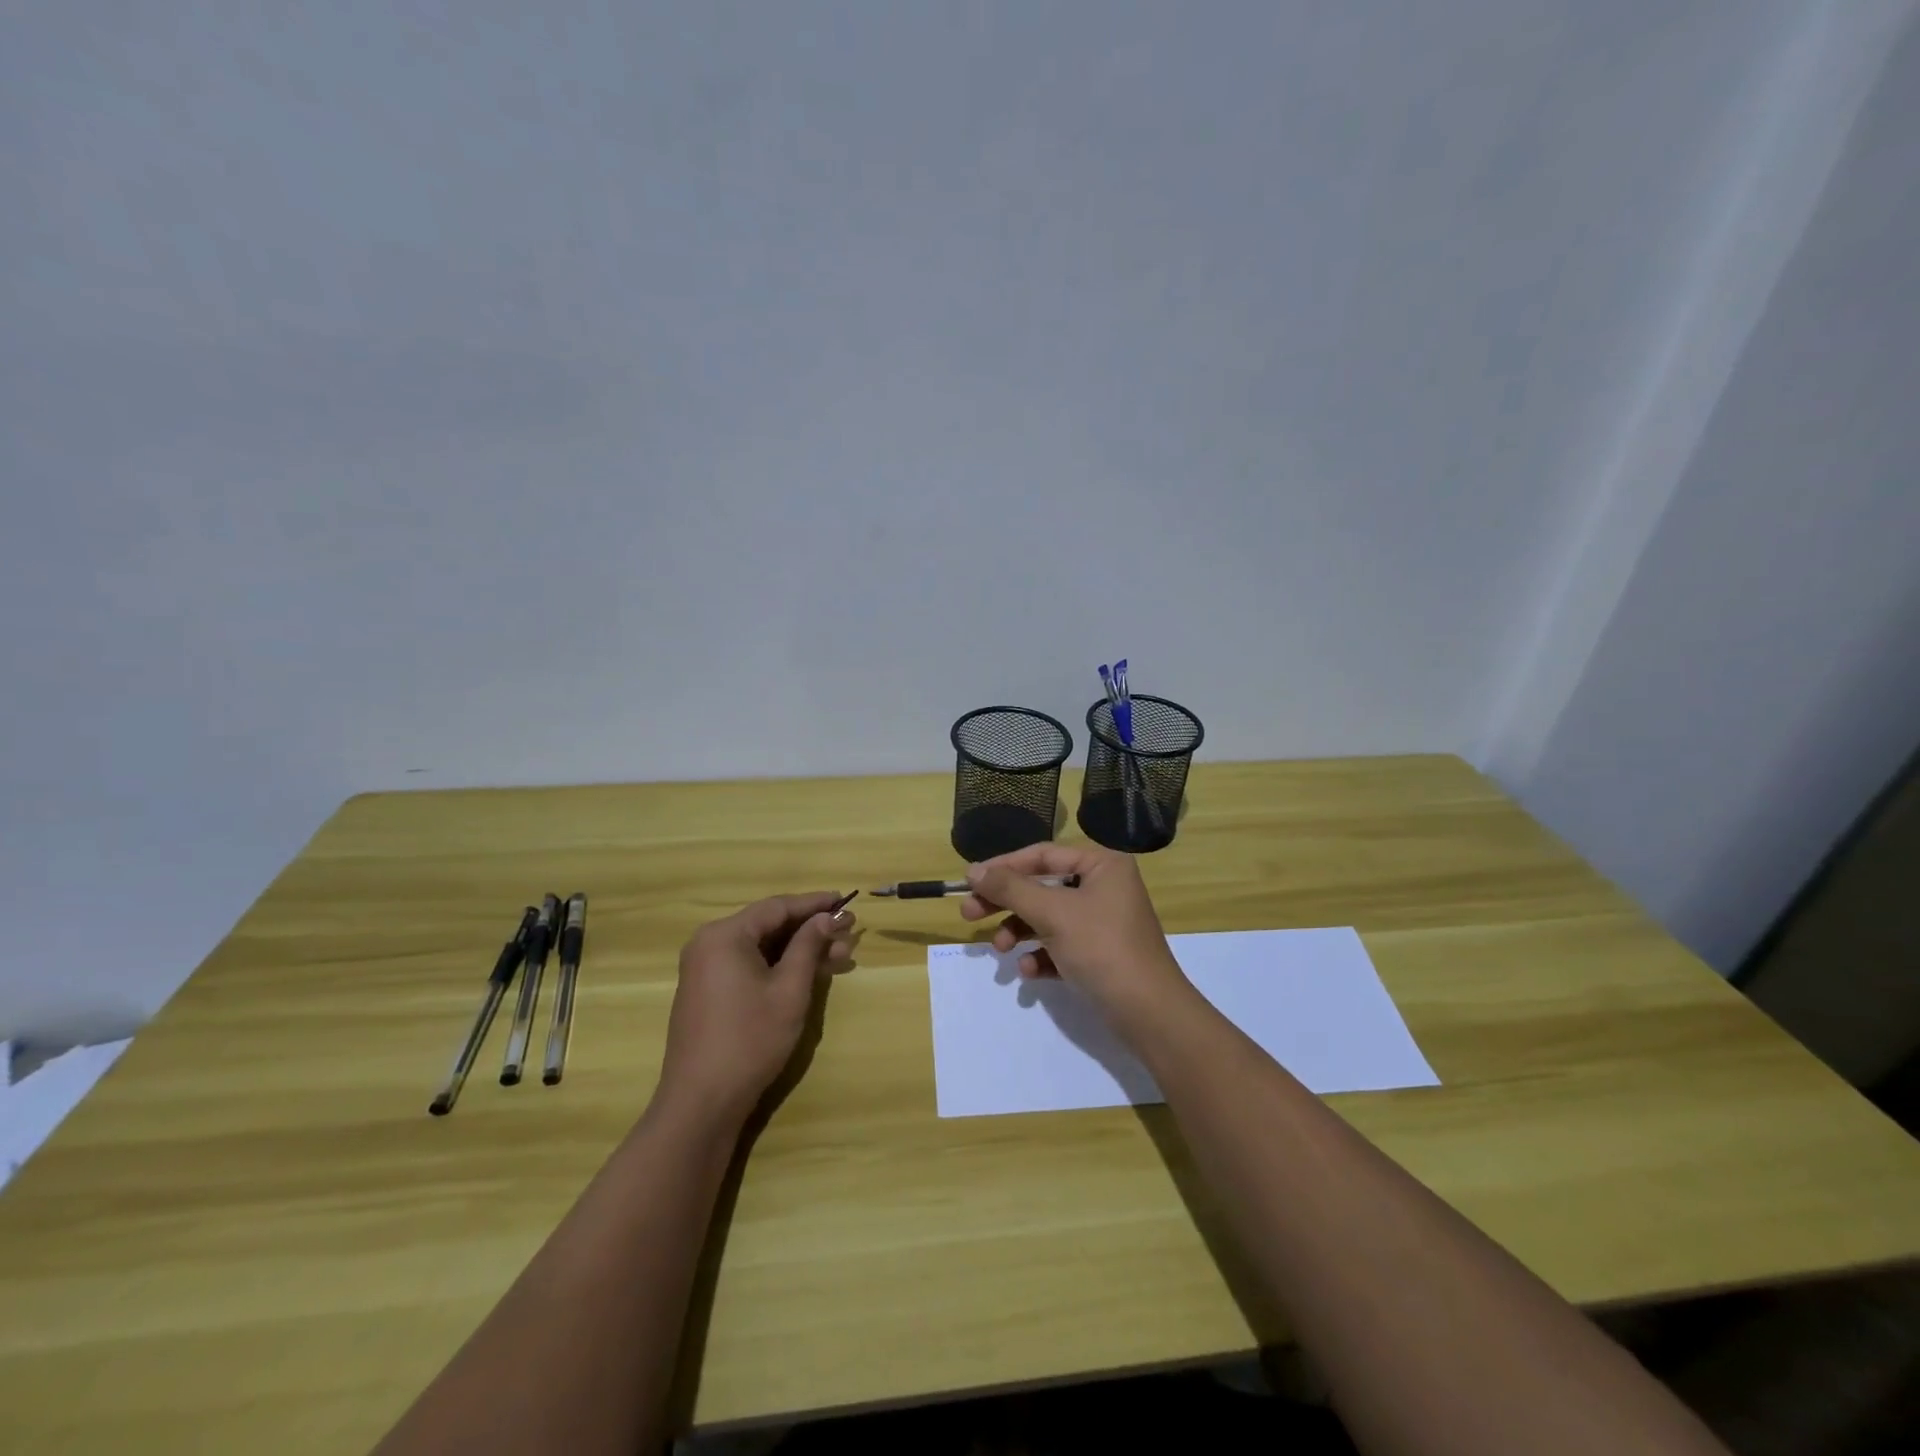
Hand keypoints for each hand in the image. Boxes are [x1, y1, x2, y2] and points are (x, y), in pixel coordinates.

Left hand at [658, 892, 855, 1126]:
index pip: (777, 907)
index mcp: (725, 935)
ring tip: (840, 956)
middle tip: (849, 933)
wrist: (702, 1102)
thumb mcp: (789, 989)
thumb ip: (809, 945)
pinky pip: (749, 965)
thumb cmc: (750, 1039)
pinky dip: (780, 966)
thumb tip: (826, 917)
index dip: (814, 903)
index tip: (845, 900)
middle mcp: (710, 944)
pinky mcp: (709, 991)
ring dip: (800, 950)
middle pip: (769, 925)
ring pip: (762, 947)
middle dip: (811, 929)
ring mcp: (706, 969)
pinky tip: (810, 972)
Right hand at [959, 843, 1191, 1035]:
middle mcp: (1104, 887)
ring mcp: (1103, 922)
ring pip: (1047, 918)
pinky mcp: (1100, 954)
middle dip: (1005, 903)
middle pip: (1041, 887)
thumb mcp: (1052, 913)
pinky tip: (1030, 972)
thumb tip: (974, 870)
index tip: (970, 881)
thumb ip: (1010, 888)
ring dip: (1019, 932)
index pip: (1043, 855)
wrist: (1149, 1014)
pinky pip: (1060, 946)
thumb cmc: (1102, 948)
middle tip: (969, 914)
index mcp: (1102, 865)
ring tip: (1000, 950)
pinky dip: (1042, 956)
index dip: (1004, 866)